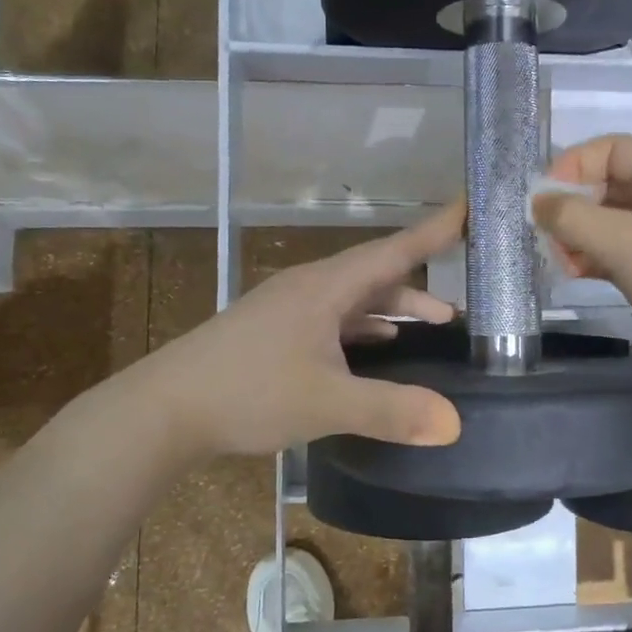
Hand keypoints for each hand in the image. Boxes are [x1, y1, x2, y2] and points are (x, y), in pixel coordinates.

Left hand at [136, 203, 467, 458]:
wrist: (163, 409)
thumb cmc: (248, 392)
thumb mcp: (327, 403)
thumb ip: (391, 410)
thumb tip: (453, 423)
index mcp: (325, 288)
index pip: (393, 250)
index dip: (434, 231)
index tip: (467, 208)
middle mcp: (308, 289)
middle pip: (375, 274)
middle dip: (419, 286)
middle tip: (460, 304)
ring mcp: (287, 310)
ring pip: (353, 299)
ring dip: (392, 309)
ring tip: (432, 325)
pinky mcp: (273, 333)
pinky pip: (332, 320)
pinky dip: (362, 328)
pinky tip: (374, 347)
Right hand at [533, 136, 631, 404]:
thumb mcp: (627, 243)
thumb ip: (574, 218)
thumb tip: (536, 202)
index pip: (612, 150)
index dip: (573, 166)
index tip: (542, 200)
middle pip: (608, 185)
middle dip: (573, 206)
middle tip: (547, 236)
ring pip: (610, 222)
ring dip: (579, 236)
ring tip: (561, 260)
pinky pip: (618, 253)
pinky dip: (593, 258)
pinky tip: (575, 273)